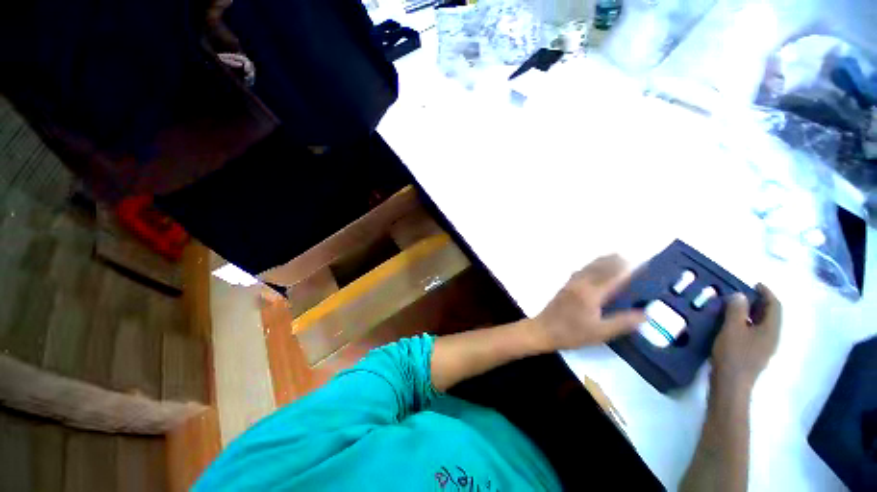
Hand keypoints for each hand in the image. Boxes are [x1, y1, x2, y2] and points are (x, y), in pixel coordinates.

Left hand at [530, 255, 645, 350]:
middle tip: (628, 257)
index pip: (613, 278)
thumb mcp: (600, 332)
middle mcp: (581, 284)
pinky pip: (580, 271)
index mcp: (591, 294)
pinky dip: (590, 266)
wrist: (543, 330)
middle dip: (614, 261)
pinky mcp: (564, 286)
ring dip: (601, 261)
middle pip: (599, 268)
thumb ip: (622, 322)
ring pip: (588, 267)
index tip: (640, 264)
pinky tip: (591, 269)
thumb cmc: (571, 333)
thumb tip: (645, 314)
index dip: (627, 271)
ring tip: (613, 257)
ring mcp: (571, 284)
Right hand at [711, 284, 781, 392]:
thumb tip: (740, 295)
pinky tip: (734, 324)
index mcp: (771, 330)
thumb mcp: (731, 329)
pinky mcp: (755, 353)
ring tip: (736, 306)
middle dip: (760, 302)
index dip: (766, 293)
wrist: (730, 384)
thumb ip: (736, 311)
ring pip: (763, 324)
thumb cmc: (733, 354)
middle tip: (742, 293)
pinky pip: (755, 331)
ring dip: (753, 312)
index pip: (774, 306)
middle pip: (771, 315)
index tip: (754, 283)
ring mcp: (764, 347)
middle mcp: (772, 337)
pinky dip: (748, 322)